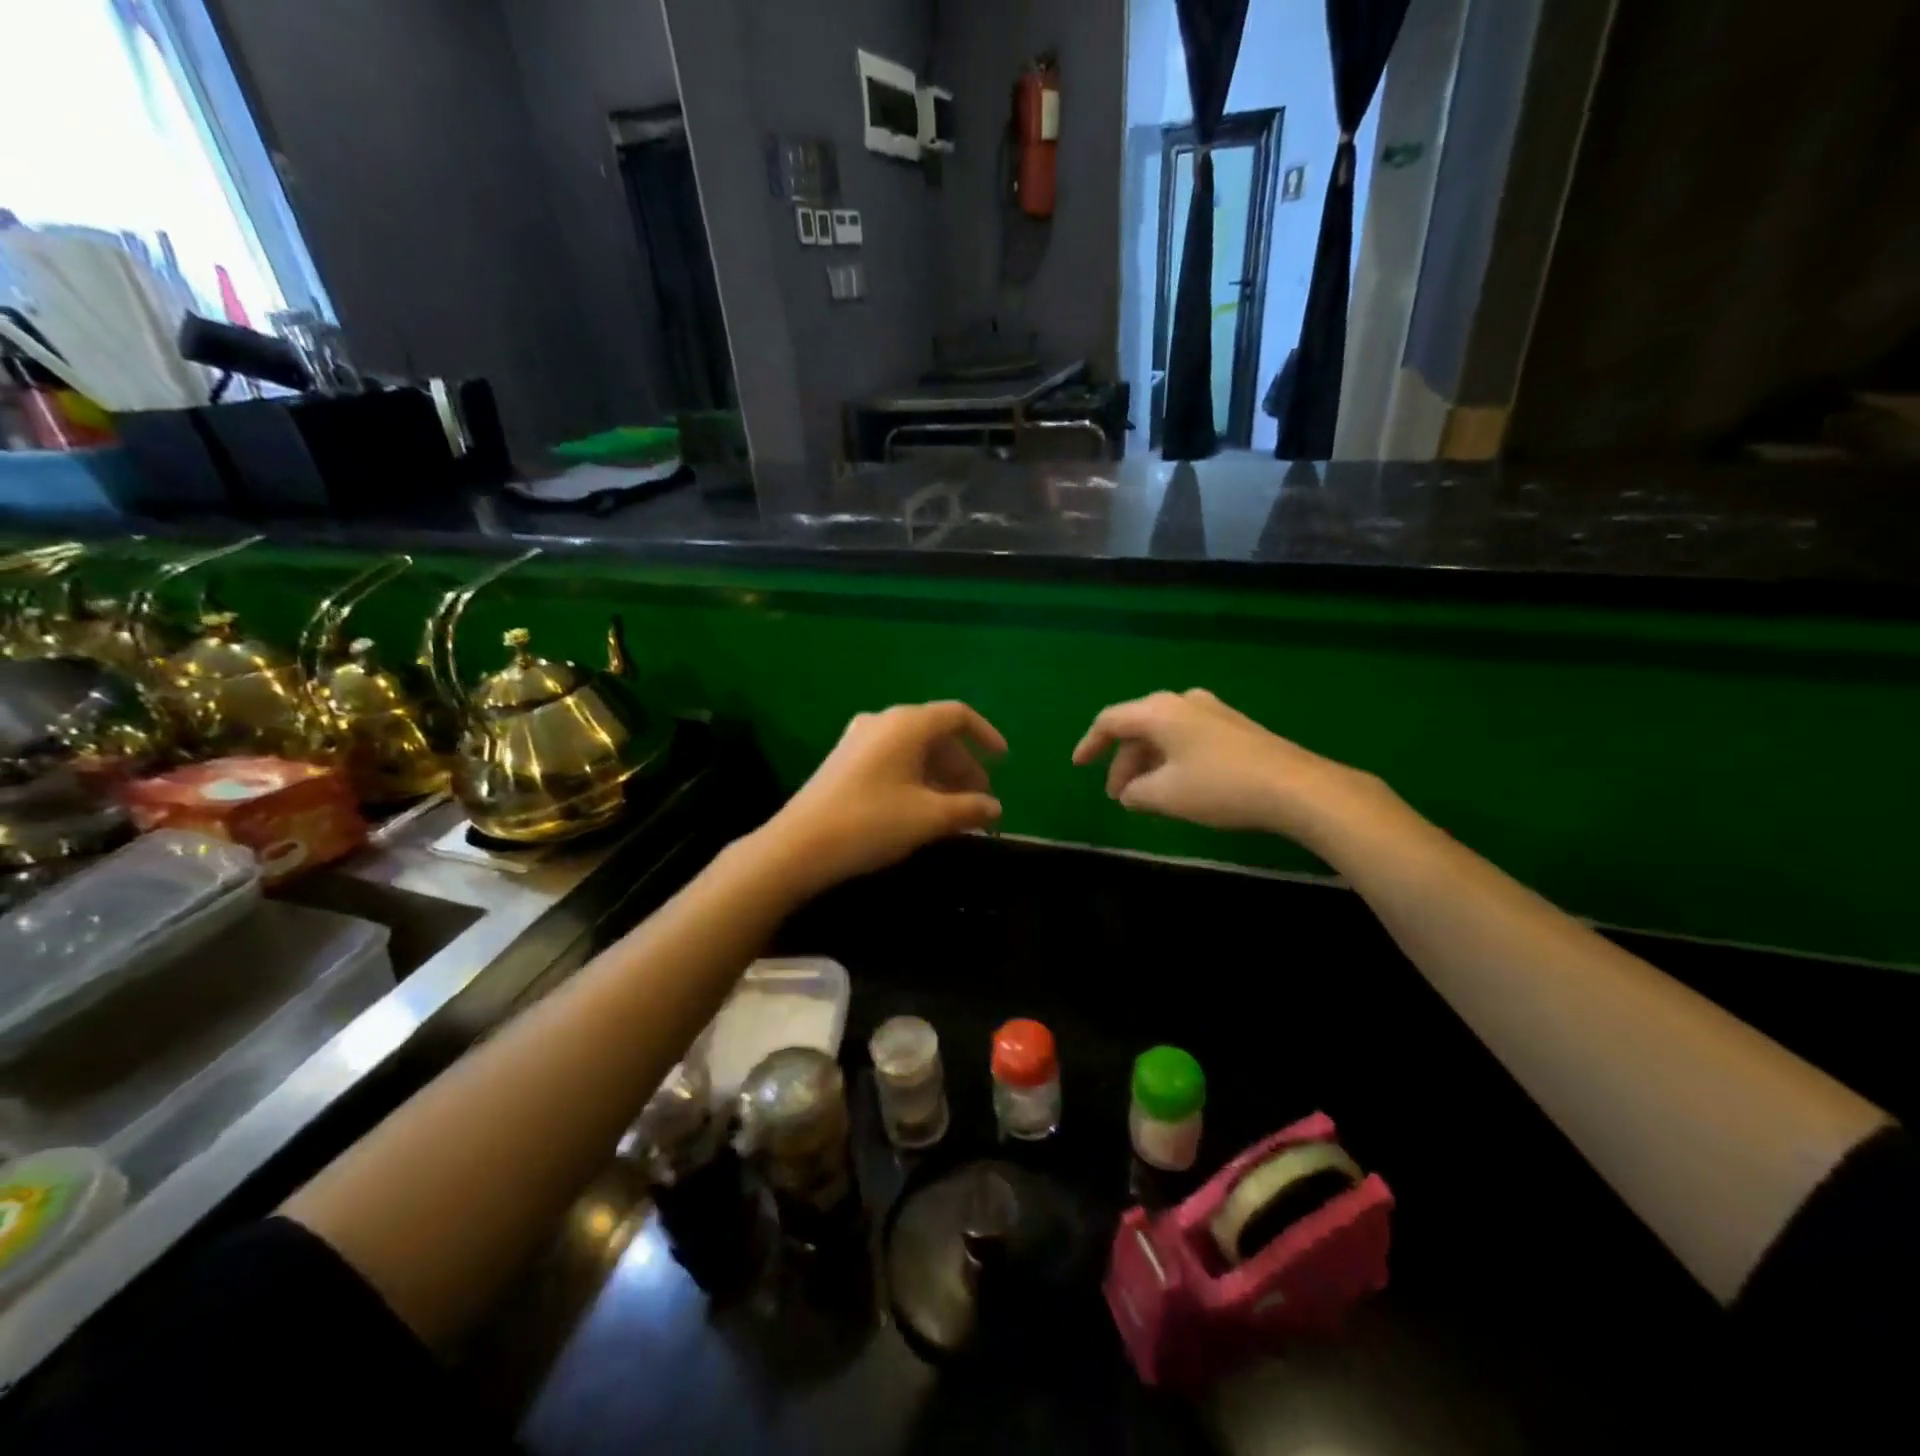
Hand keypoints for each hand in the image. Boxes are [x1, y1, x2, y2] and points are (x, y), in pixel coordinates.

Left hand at [759, 701, 1005, 895]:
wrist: (799, 846)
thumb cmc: (872, 822)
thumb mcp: (929, 817)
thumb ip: (969, 808)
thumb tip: (995, 807)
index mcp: (907, 724)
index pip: (957, 715)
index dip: (985, 735)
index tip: (1003, 761)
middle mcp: (883, 721)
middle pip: (935, 734)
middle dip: (963, 765)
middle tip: (980, 800)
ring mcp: (859, 739)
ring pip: (913, 749)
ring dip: (940, 775)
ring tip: (955, 810)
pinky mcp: (844, 760)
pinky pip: (892, 759)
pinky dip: (915, 777)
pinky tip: (921, 808)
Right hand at [1072, 689, 1377, 843]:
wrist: (1297, 787)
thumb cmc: (1220, 787)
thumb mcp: (1166, 796)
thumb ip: (1136, 793)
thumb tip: (1129, 793)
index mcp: (1159, 712)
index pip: (1110, 721)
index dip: (1090, 744)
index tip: (1078, 766)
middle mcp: (1183, 702)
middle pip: (1138, 728)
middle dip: (1123, 762)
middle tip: (1119, 796)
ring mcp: (1212, 711)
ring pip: (1164, 734)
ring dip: (1148, 764)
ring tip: (1146, 797)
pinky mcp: (1234, 727)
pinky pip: (1187, 738)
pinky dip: (1172, 760)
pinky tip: (1178, 786)